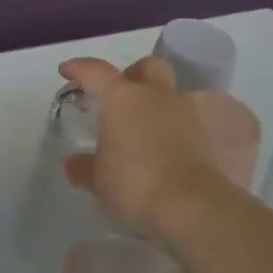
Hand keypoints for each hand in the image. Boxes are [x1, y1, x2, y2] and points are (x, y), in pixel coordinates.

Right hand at [57, 55, 227, 242]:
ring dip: (155, 104)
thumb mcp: (99, 181)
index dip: (79, 68)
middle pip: (147, 67)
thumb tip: (73, 163)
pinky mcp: (205, 136)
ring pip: (169, 94)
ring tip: (141, 129)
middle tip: (120, 94)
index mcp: (121, 97)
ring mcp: (184, 113)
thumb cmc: (134, 183)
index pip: (96, 71)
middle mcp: (155, 95)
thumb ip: (84, 167)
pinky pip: (183, 122)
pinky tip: (161, 150)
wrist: (192, 206)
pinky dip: (171, 130)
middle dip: (133, 74)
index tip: (67, 71)